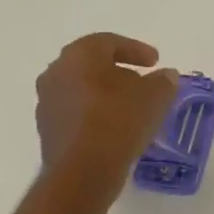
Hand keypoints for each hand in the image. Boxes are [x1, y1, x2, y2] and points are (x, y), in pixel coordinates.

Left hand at [35, 34, 179, 196]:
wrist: (83, 171)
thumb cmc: (119, 121)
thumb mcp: (154, 97)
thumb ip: (163, 81)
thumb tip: (166, 75)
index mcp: (80, 55)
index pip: (109, 42)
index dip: (136, 50)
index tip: (155, 62)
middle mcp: (57, 73)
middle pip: (92, 64)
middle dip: (119, 71)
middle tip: (142, 82)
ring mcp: (48, 102)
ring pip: (82, 89)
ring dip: (105, 94)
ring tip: (131, 107)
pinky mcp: (48, 129)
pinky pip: (76, 112)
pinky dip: (95, 114)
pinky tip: (115, 128)